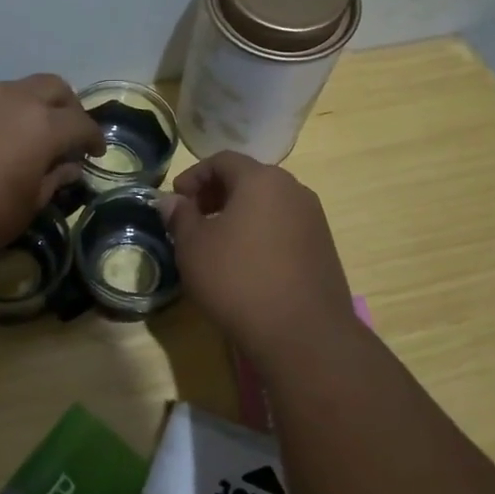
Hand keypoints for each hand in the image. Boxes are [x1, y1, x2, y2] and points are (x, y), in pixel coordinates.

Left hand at [0, 74, 104, 264]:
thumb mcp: (26, 207)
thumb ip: (52, 180)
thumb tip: (68, 167)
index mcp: (42, 125)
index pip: (81, 123)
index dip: (94, 138)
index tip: (96, 154)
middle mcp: (14, 101)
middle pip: (54, 87)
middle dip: (69, 108)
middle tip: (68, 135)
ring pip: (19, 89)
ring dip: (35, 107)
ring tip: (33, 137)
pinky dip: (5, 114)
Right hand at [159, 152, 353, 353]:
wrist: (302, 333)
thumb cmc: (238, 280)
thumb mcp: (194, 247)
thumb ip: (180, 217)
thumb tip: (171, 200)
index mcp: (261, 180)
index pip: (222, 160)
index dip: (194, 176)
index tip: (176, 200)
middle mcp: (293, 190)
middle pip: (249, 179)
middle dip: (216, 194)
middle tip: (193, 220)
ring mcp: (314, 219)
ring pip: (268, 204)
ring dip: (239, 215)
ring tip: (217, 244)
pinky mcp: (323, 247)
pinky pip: (284, 227)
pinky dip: (261, 233)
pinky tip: (246, 263)